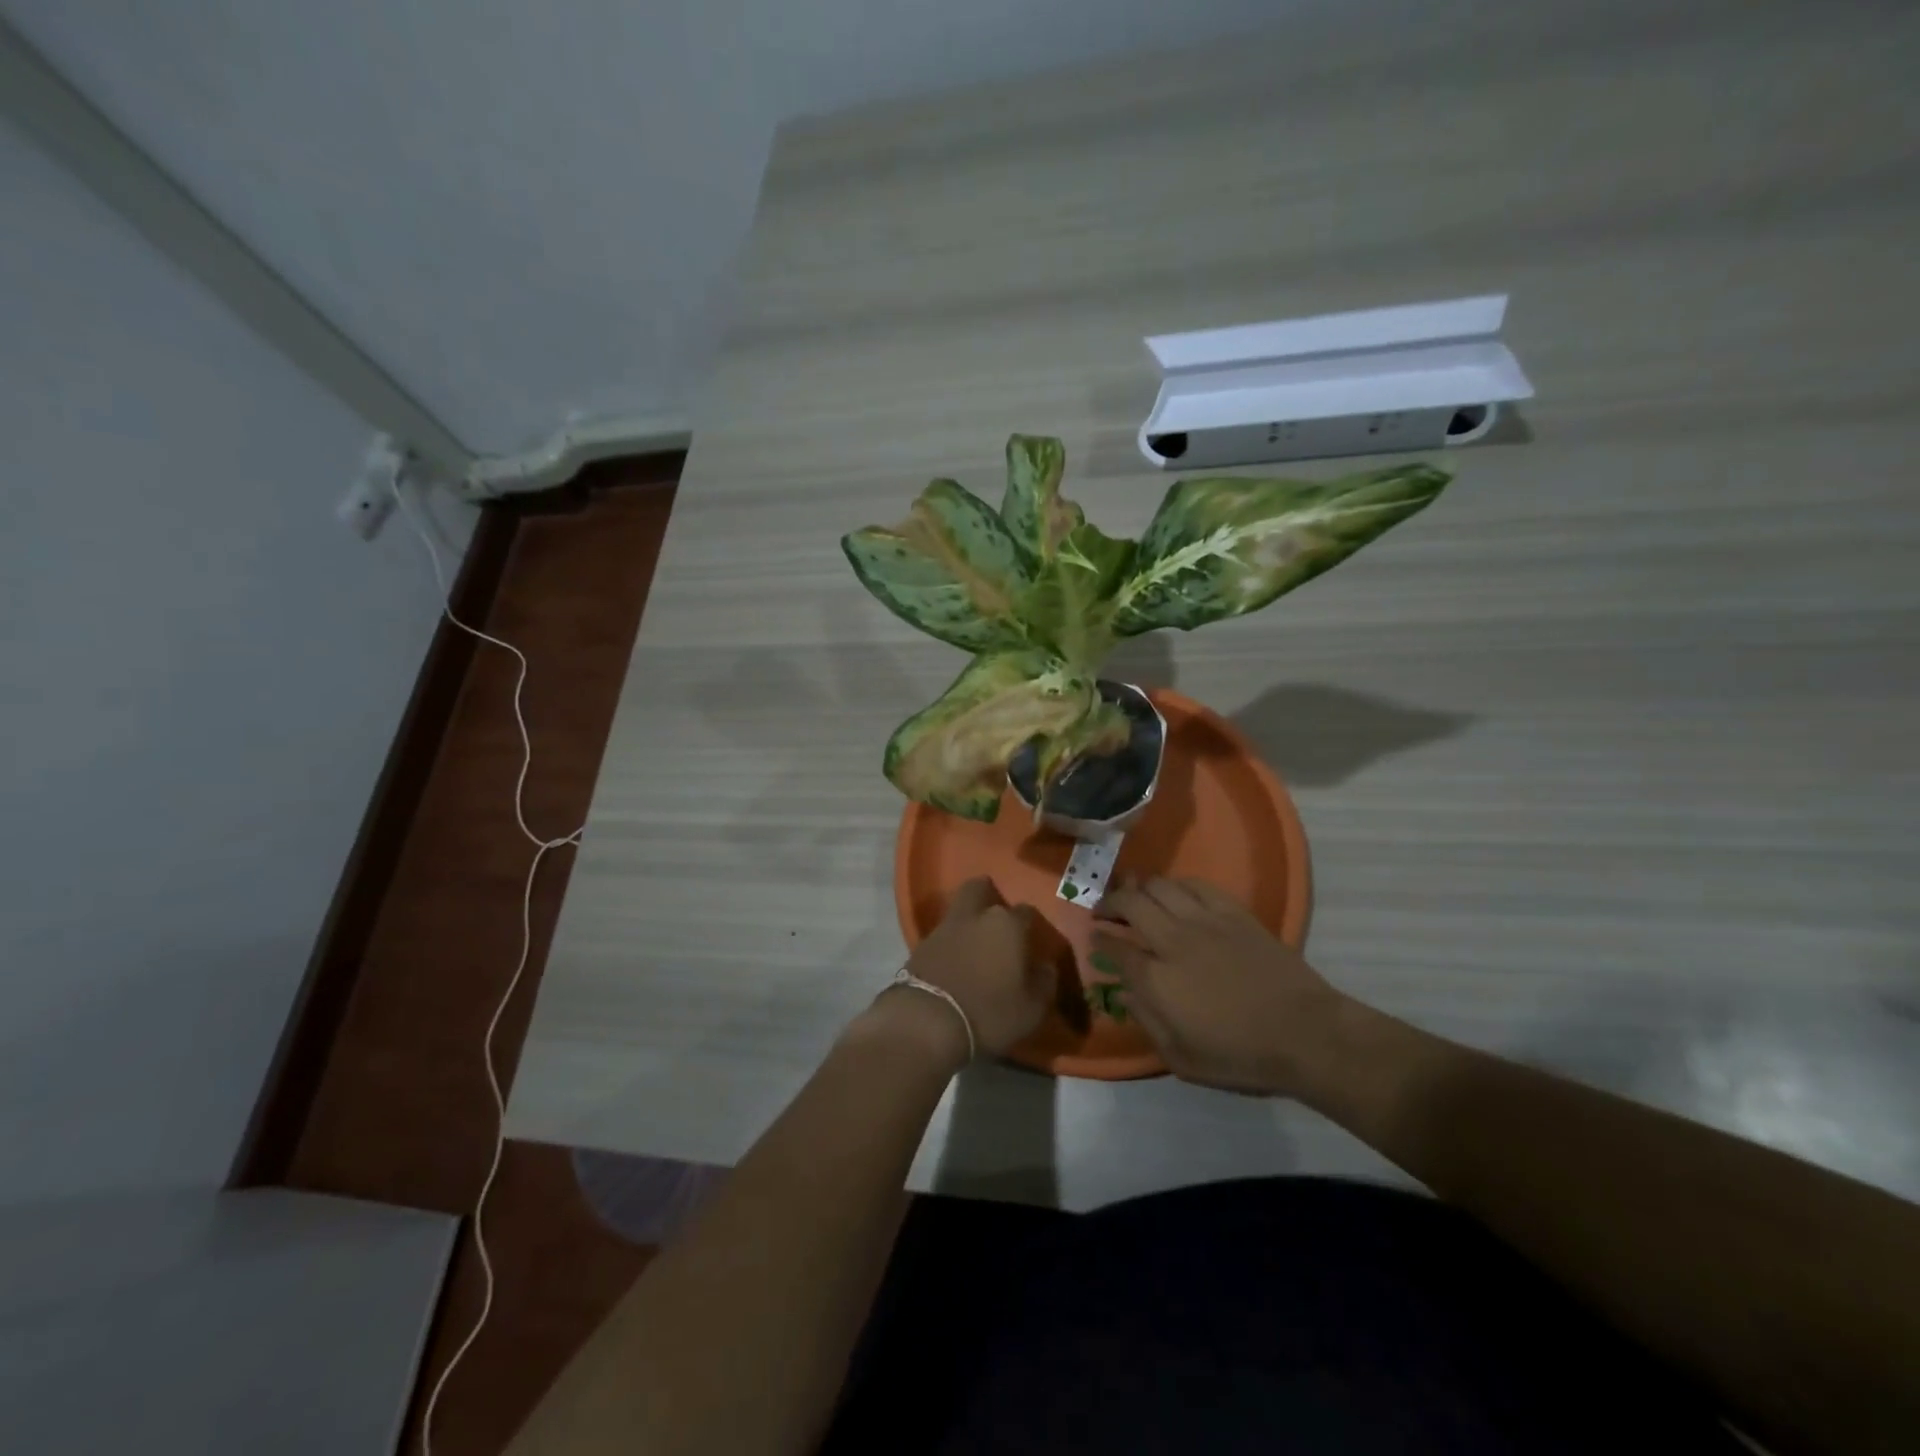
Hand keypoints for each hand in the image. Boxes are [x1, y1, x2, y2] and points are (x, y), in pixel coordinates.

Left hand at [864, 877, 1049, 1067]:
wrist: (927, 1021)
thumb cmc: (989, 1013)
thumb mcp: (1032, 1009)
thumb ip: (1044, 982)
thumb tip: (1045, 966)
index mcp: (1008, 925)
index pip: (1026, 911)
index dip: (1030, 924)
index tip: (1032, 940)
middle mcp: (976, 916)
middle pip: (980, 888)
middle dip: (988, 895)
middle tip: (996, 918)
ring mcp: (944, 927)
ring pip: (958, 909)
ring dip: (967, 920)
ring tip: (975, 942)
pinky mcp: (920, 945)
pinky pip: (941, 934)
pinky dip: (949, 941)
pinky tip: (954, 959)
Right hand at [1092, 876, 1345, 1096]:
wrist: (1305, 1034)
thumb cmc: (1241, 1055)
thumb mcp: (1182, 1059)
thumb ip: (1146, 1022)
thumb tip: (1124, 992)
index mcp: (1156, 979)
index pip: (1114, 946)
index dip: (1099, 939)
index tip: (1094, 938)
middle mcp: (1172, 941)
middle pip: (1129, 903)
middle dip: (1109, 903)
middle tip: (1104, 911)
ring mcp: (1204, 921)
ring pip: (1159, 886)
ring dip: (1139, 888)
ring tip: (1135, 896)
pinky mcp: (1233, 912)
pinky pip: (1195, 884)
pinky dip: (1176, 884)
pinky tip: (1174, 892)